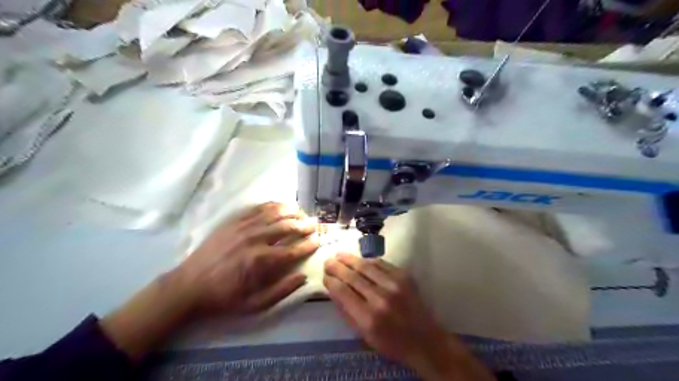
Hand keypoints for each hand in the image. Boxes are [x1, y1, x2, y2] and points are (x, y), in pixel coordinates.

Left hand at [179, 202, 318, 314]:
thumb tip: (304, 277)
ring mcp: (244, 227)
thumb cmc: (224, 298)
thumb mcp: (254, 305)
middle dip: (304, 225)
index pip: (293, 249)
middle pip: (287, 226)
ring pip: (275, 213)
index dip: (309, 245)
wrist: (189, 286)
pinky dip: (273, 205)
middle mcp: (255, 239)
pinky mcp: (234, 221)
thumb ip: (282, 291)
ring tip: (302, 214)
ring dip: (292, 212)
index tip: (318, 242)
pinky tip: (281, 206)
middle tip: (314, 226)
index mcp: (261, 261)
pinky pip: (258, 208)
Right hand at [324, 253, 494, 380]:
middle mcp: (381, 298)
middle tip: (328, 261)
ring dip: (350, 259)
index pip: (343, 292)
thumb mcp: (364, 335)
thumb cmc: (391, 342)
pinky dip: (368, 261)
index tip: (325, 276)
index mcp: (368, 317)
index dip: (331, 281)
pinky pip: (381, 264)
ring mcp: (394, 284)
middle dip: (337, 267)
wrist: (424, 339)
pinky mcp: (404, 276)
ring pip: (366, 266)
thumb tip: (333, 289)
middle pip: (353, 276)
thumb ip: (347, 311)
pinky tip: (360, 260)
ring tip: (340, 255)